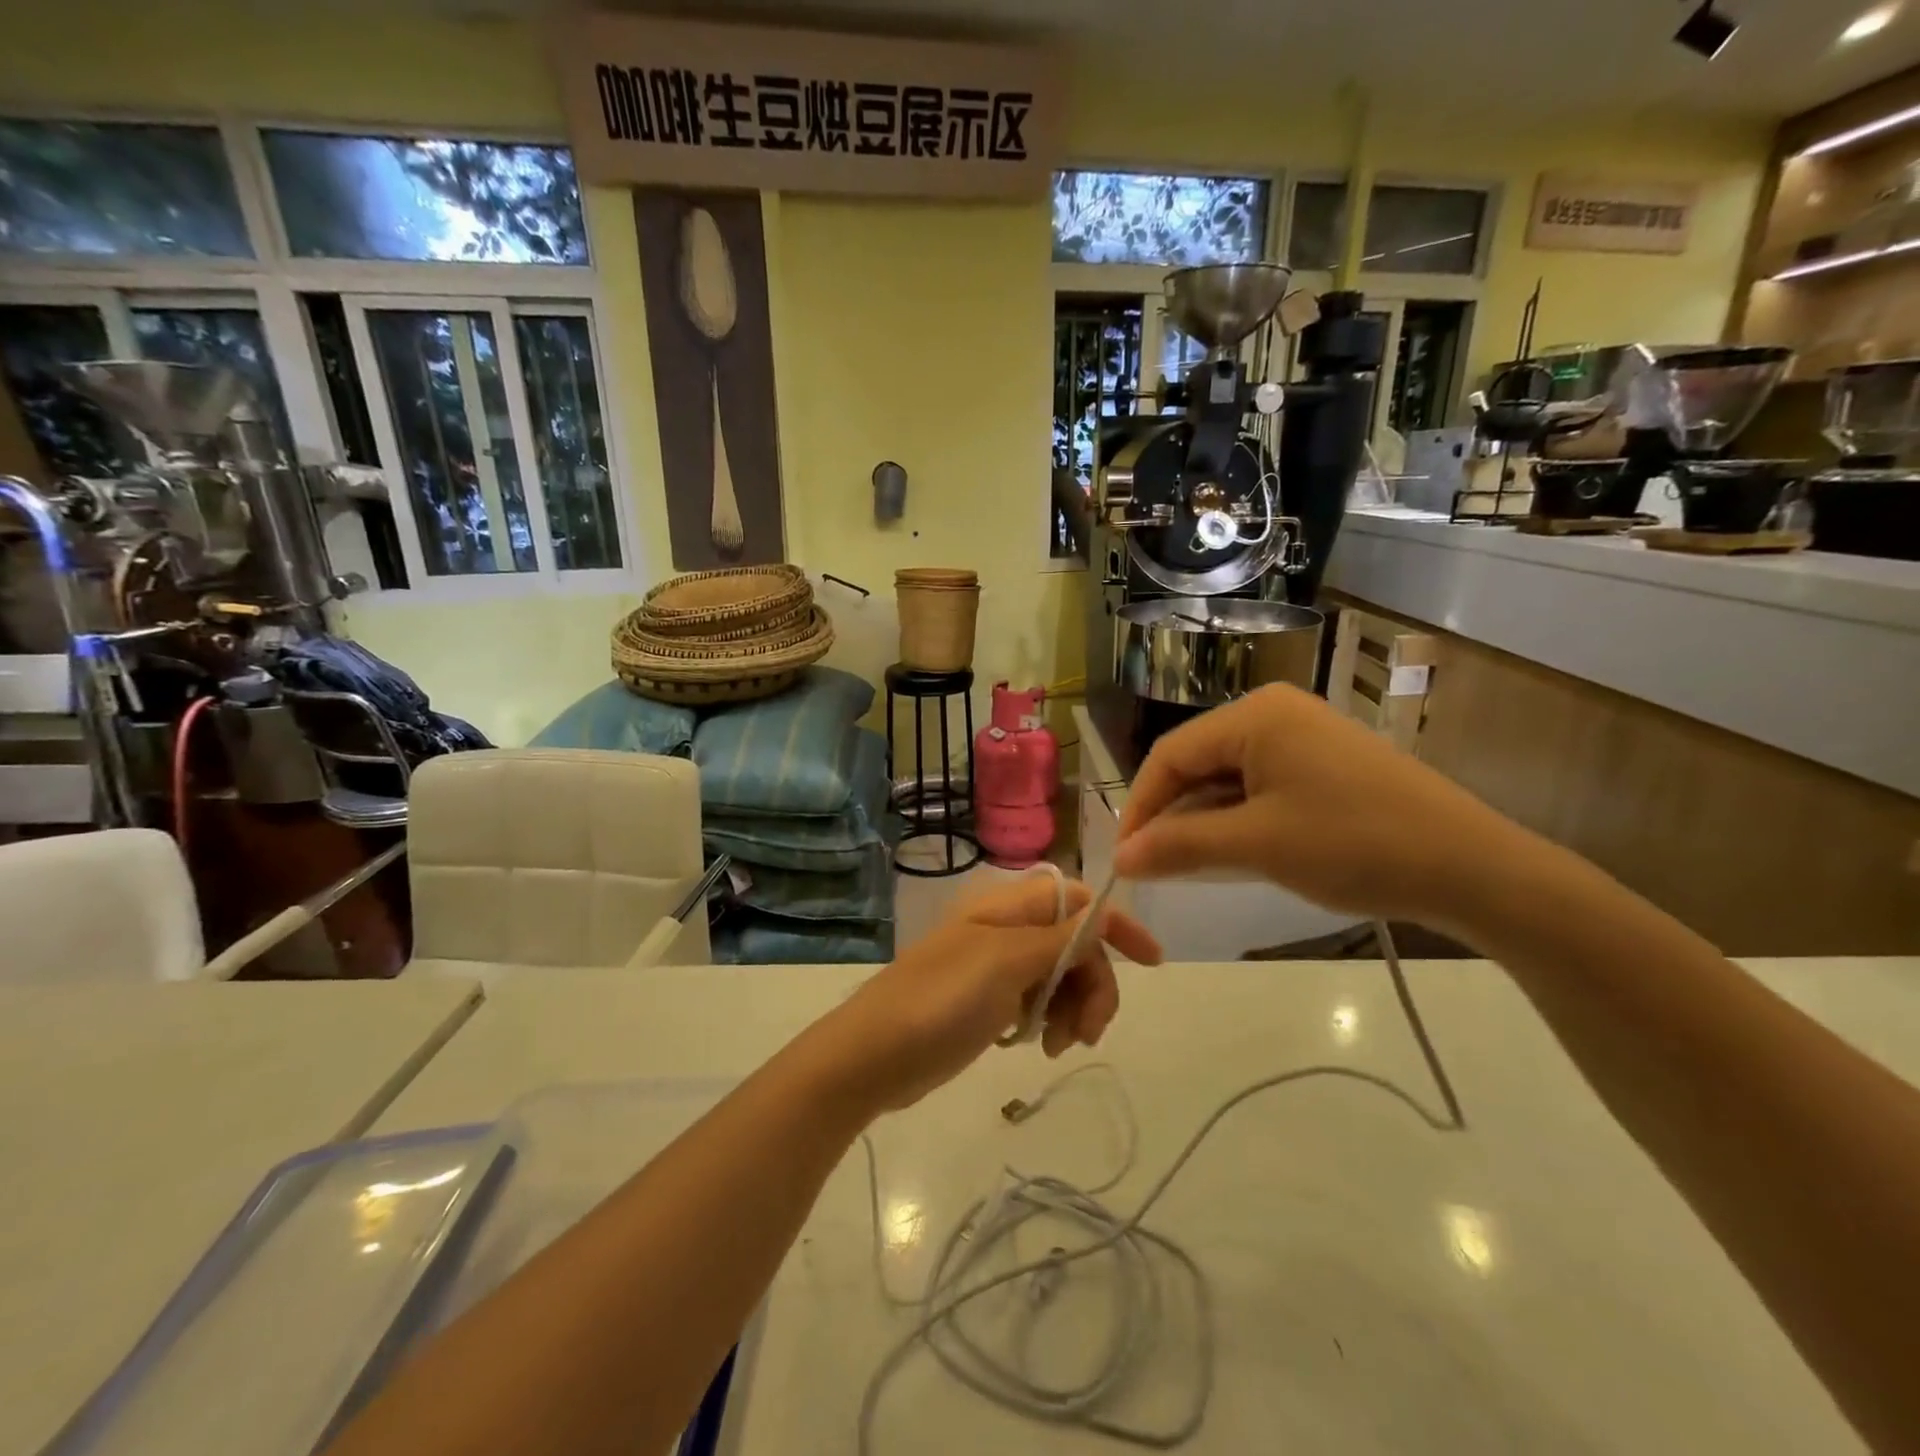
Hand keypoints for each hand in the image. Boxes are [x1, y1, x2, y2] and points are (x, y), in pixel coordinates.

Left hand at [819, 876, 1161, 1111]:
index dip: (1117, 925)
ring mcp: (996, 968)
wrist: (873, 1055)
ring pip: (1060, 977)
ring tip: (1056, 1046)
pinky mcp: (988, 1002)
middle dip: (1093, 985)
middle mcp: (1006, 931)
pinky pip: (1037, 1002)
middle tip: (1088, 1032)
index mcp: (1008, 909)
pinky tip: (1035, 1046)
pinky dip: (1048, 1022)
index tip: (1153, 963)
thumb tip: (1101, 917)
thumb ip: (1058, 939)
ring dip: (1073, 1009)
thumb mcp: (1005, 964)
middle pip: (1075, 944)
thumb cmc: (939, 1001)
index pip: (1078, 901)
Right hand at [1115, 685, 1532, 932]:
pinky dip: (1238, 818)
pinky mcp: (1324, 762)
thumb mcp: (1256, 846)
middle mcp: (1275, 712)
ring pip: (1227, 776)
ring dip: (1204, 820)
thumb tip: (1119, 858)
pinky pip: (1260, 784)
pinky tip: (1235, 851)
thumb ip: (1179, 846)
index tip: (1124, 858)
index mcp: (1254, 715)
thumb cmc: (1353, 845)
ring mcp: (1304, 735)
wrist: (1472, 868)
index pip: (1170, 754)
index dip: (1140, 807)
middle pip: (1197, 762)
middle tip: (1154, 866)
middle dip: (1172, 814)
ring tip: (1189, 865)